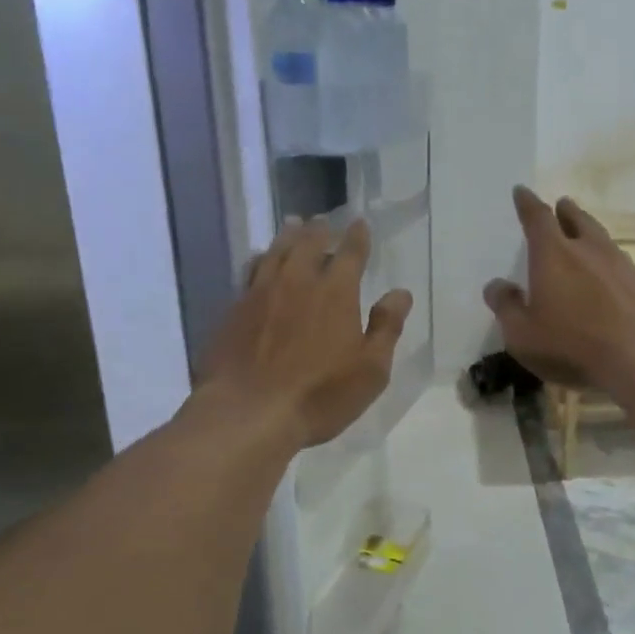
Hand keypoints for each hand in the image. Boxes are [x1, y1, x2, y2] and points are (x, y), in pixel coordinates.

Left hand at [200, 219, 412, 447]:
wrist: (248, 412)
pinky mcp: (233, 310)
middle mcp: (297, 282)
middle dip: (320, 230)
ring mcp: (260, 293)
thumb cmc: (320, 395)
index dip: (357, 236)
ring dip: (288, 236)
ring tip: (294, 226)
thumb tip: (400, 293)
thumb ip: (387, 327)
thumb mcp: (370, 369)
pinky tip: (260, 263)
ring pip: (276, 252)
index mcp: (335, 292)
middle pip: (308, 243)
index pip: (350, 253)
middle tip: (323, 220)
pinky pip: (249, 272)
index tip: (360, 223)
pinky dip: (260, 260)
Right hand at [483, 187, 634, 393]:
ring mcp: (624, 265)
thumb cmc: (573, 345)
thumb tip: (496, 285)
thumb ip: (506, 307)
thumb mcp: (523, 335)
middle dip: (566, 211)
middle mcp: (590, 250)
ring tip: (585, 238)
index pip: (537, 218)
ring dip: (591, 234)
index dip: (527, 203)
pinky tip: (611, 281)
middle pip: (577, 220)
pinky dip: (611, 266)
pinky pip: (623, 267)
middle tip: (562, 204)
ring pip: (603, 240)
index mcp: (554, 254)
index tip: (522, 191)